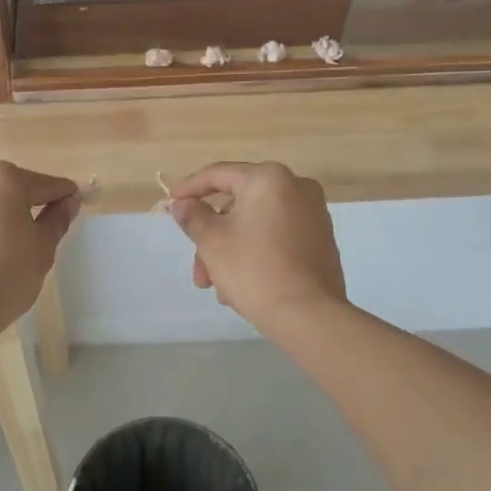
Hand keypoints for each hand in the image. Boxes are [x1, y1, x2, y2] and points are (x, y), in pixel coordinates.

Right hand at [166, 162, 344, 331]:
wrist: (308, 315)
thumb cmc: (254, 270)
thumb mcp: (212, 241)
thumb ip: (193, 216)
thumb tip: (182, 204)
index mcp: (269, 178)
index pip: (218, 175)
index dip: (189, 188)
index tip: (169, 203)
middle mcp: (296, 187)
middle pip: (237, 204)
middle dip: (211, 237)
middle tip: (198, 270)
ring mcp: (313, 214)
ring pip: (256, 224)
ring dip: (230, 250)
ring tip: (218, 289)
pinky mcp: (320, 239)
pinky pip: (276, 237)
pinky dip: (255, 253)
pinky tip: (241, 286)